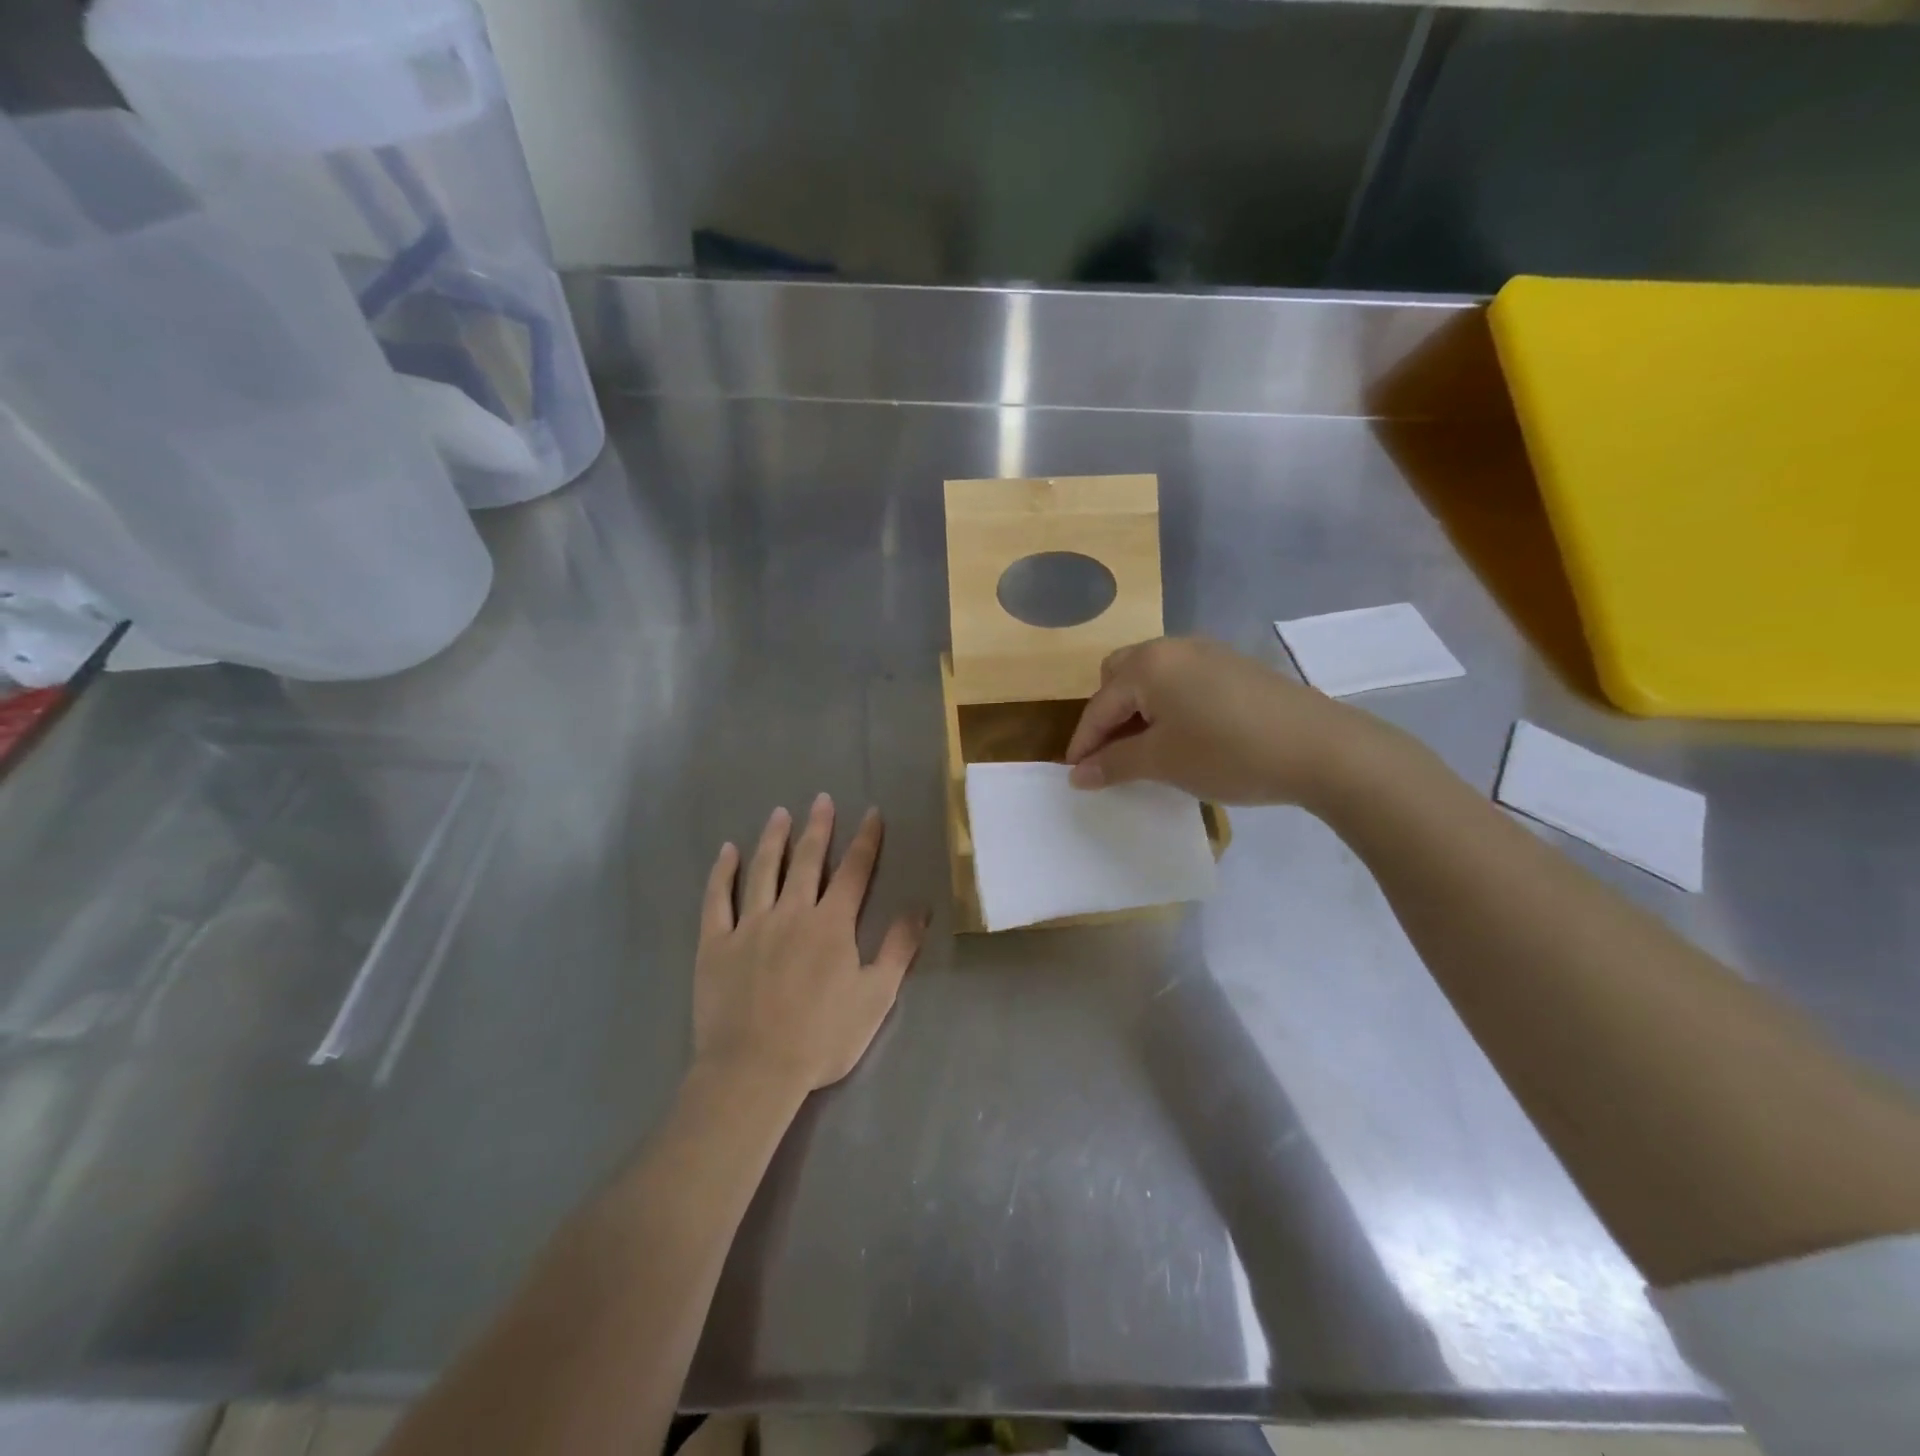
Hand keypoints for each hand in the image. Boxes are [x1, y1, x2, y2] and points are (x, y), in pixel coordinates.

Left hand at [694, 794, 927, 1095]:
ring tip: (780, 814)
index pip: (855, 872)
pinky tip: (727, 851)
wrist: (755, 1070)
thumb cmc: (822, 1037)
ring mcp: (750, 925)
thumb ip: (899, 948)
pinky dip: (723, 873)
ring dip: (773, 839)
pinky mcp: (716, 943)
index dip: (866, 841)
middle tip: (822, 799)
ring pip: (763, 870)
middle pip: (808, 861)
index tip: (872, 813)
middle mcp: (792, 912)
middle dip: (818, 828)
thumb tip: (921, 906)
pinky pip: (718, 899)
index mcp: (832, 924)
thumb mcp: (876, 996)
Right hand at [1064, 636, 1375, 806]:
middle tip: (1112, 754)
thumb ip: (1113, 764)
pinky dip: (1168, 704)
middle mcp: (1172, 647)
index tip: (1074, 776)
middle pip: (1119, 676)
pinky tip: (1184, 735)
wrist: (1320, 748)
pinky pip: (1181, 680)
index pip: (1099, 705)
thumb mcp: (1163, 762)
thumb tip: (1077, 774)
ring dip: (1138, 709)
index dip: (1083, 743)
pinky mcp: (1233, 666)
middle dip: (1108, 715)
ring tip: (1146, 748)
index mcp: (1147, 664)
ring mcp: (1206, 652)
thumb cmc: (1227, 753)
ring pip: (1152, 677)